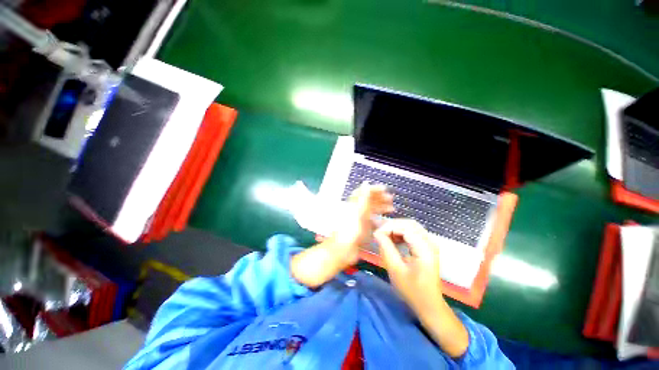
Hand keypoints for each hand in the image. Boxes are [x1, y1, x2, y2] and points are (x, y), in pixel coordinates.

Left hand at [327, 183, 393, 266]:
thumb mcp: (357, 212)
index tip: (385, 189)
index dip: (374, 190)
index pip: (364, 193)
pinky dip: (379, 221)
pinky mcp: (362, 231)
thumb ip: (362, 198)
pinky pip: (372, 223)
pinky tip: (385, 222)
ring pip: (371, 211)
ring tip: (391, 208)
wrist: (342, 250)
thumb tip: (365, 184)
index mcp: (354, 205)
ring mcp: (359, 221)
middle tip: (391, 199)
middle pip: (368, 201)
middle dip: (380, 198)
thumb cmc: (349, 230)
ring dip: (381, 208)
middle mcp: (356, 211)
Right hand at [373, 219, 441, 314]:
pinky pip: (413, 232)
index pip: (405, 227)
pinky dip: (401, 233)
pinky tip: (394, 240)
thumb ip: (386, 248)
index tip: (376, 235)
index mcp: (424, 248)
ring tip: (384, 237)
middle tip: (379, 233)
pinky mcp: (427, 247)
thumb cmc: (412, 290)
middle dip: (392, 226)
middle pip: (409, 223)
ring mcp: (430, 244)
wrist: (429, 305)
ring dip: (396, 228)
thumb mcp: (395, 269)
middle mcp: (430, 242)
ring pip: (411, 226)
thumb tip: (377, 233)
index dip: (388, 227)